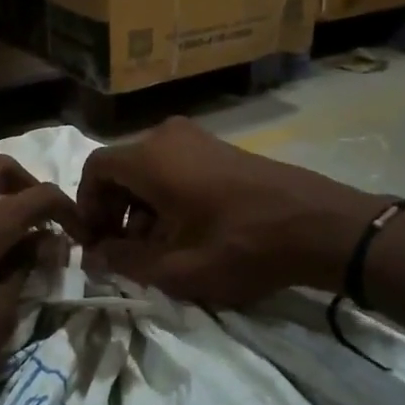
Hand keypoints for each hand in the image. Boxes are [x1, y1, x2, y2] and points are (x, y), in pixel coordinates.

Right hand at [77, 117, 385, 306]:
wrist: (318, 225)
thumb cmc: (241, 245)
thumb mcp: (177, 268)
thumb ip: (125, 262)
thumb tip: (94, 256)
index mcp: (150, 157)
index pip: (94, 170)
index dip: (86, 207)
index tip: (97, 243)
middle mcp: (167, 136)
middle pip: (121, 170)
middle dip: (114, 212)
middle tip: (123, 252)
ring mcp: (197, 139)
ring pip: (148, 171)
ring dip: (141, 208)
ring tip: (156, 250)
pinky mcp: (219, 149)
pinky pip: (174, 168)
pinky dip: (166, 198)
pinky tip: (185, 233)